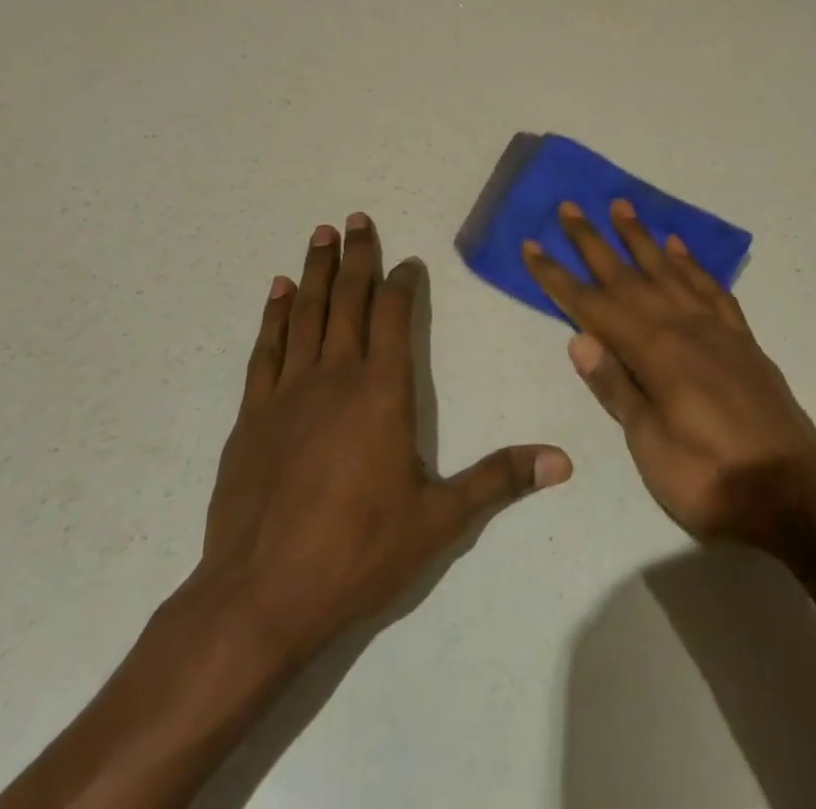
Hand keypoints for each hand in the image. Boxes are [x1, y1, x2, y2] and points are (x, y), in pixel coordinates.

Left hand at [189, 214, 571, 668]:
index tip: (407, 261)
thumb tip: (563, 460)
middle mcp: (336, 376)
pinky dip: (274, 315)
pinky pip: (267, 349)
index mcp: (383, 391)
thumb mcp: (440, 520)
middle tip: (356, 218)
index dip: (401, 283)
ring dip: (316, 271)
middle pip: (348, 300)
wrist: (260, 597)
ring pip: (306, 314)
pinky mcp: (252, 415)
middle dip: (356, 256)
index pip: (394, 316)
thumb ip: (499, 480)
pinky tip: (278, 291)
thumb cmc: (358, 553)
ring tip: (321, 234)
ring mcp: (289, 392)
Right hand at [522, 200, 815, 555]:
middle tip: (569, 207)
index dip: (557, 277)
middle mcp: (683, 327)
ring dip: (641, 238)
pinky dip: (692, 264)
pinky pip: (711, 288)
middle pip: (627, 276)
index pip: (592, 306)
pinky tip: (679, 249)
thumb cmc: (711, 480)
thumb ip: (617, 388)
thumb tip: (578, 338)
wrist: (796, 495)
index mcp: (655, 352)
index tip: (532, 246)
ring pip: (669, 270)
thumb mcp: (651, 447)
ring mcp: (716, 329)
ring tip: (620, 207)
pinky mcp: (741, 339)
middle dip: (592, 242)